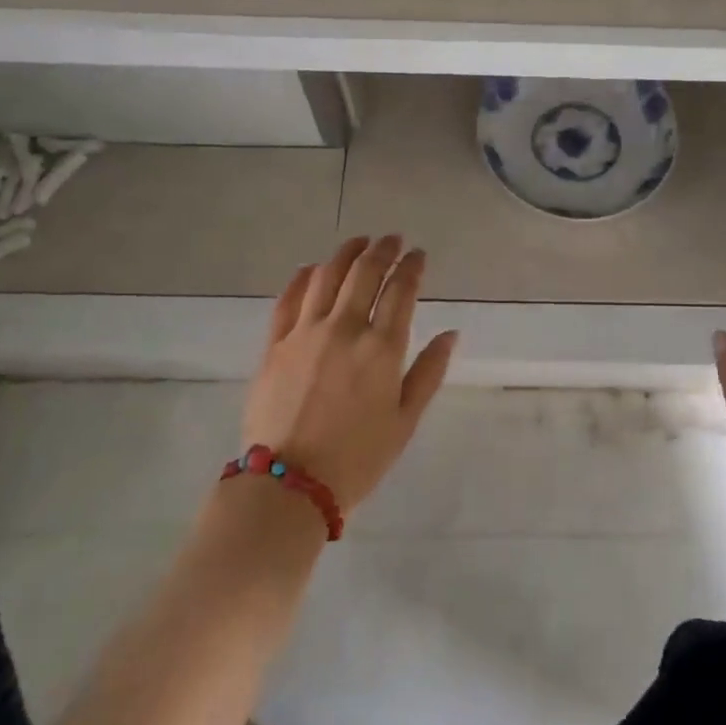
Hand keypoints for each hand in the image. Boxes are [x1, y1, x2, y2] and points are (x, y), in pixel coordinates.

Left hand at [240, 235, 457, 511]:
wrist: (289, 485)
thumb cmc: (358, 458)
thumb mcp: (405, 420)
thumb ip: (429, 372)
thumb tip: (450, 334)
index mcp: (382, 348)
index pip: (401, 290)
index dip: (412, 266)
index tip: (419, 254)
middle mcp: (344, 329)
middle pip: (364, 273)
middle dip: (382, 250)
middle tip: (393, 239)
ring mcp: (305, 333)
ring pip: (327, 277)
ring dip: (345, 253)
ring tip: (359, 242)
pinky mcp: (275, 344)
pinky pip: (289, 299)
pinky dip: (303, 278)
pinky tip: (313, 268)